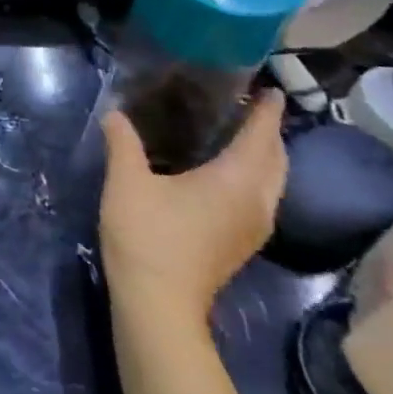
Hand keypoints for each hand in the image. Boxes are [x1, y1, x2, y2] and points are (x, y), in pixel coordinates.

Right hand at [99, 92, 286, 322]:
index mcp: (235, 180)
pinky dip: (256, 176)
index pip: (261, 136)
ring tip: (242, 136)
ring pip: (274, 182)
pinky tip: (228, 175)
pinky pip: (262, 198)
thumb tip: (115, 113)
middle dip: (270, 133)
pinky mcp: (243, 243)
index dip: (267, 112)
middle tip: (252, 109)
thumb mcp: (126, 182)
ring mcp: (254, 227)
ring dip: (265, 157)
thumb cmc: (147, 235)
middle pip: (277, 160)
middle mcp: (256, 202)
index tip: (271, 90)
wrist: (159, 303)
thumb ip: (123, 142)